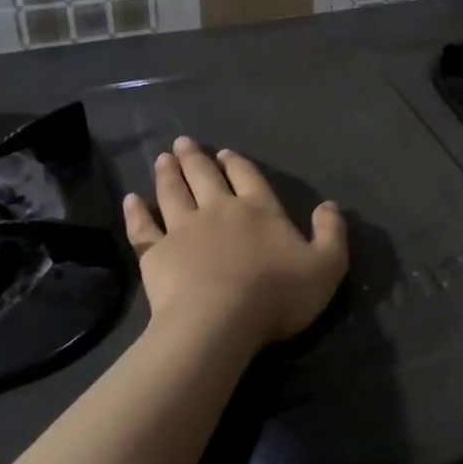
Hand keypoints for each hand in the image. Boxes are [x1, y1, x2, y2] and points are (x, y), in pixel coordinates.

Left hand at [122, 137, 347, 350]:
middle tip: (184, 143)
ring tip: (163, 158)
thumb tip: (330, 206)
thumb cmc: (277, 294)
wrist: (218, 321)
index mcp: (260, 209)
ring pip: (173, 193)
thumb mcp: (326, 266)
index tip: (225, 153)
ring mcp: (183, 229)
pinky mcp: (156, 253)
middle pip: (205, 176)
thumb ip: (331, 233)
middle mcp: (220, 210)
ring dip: (168, 174)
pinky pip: (143, 227)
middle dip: (196, 158)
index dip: (237, 164)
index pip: (248, 177)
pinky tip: (131, 200)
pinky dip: (136, 212)